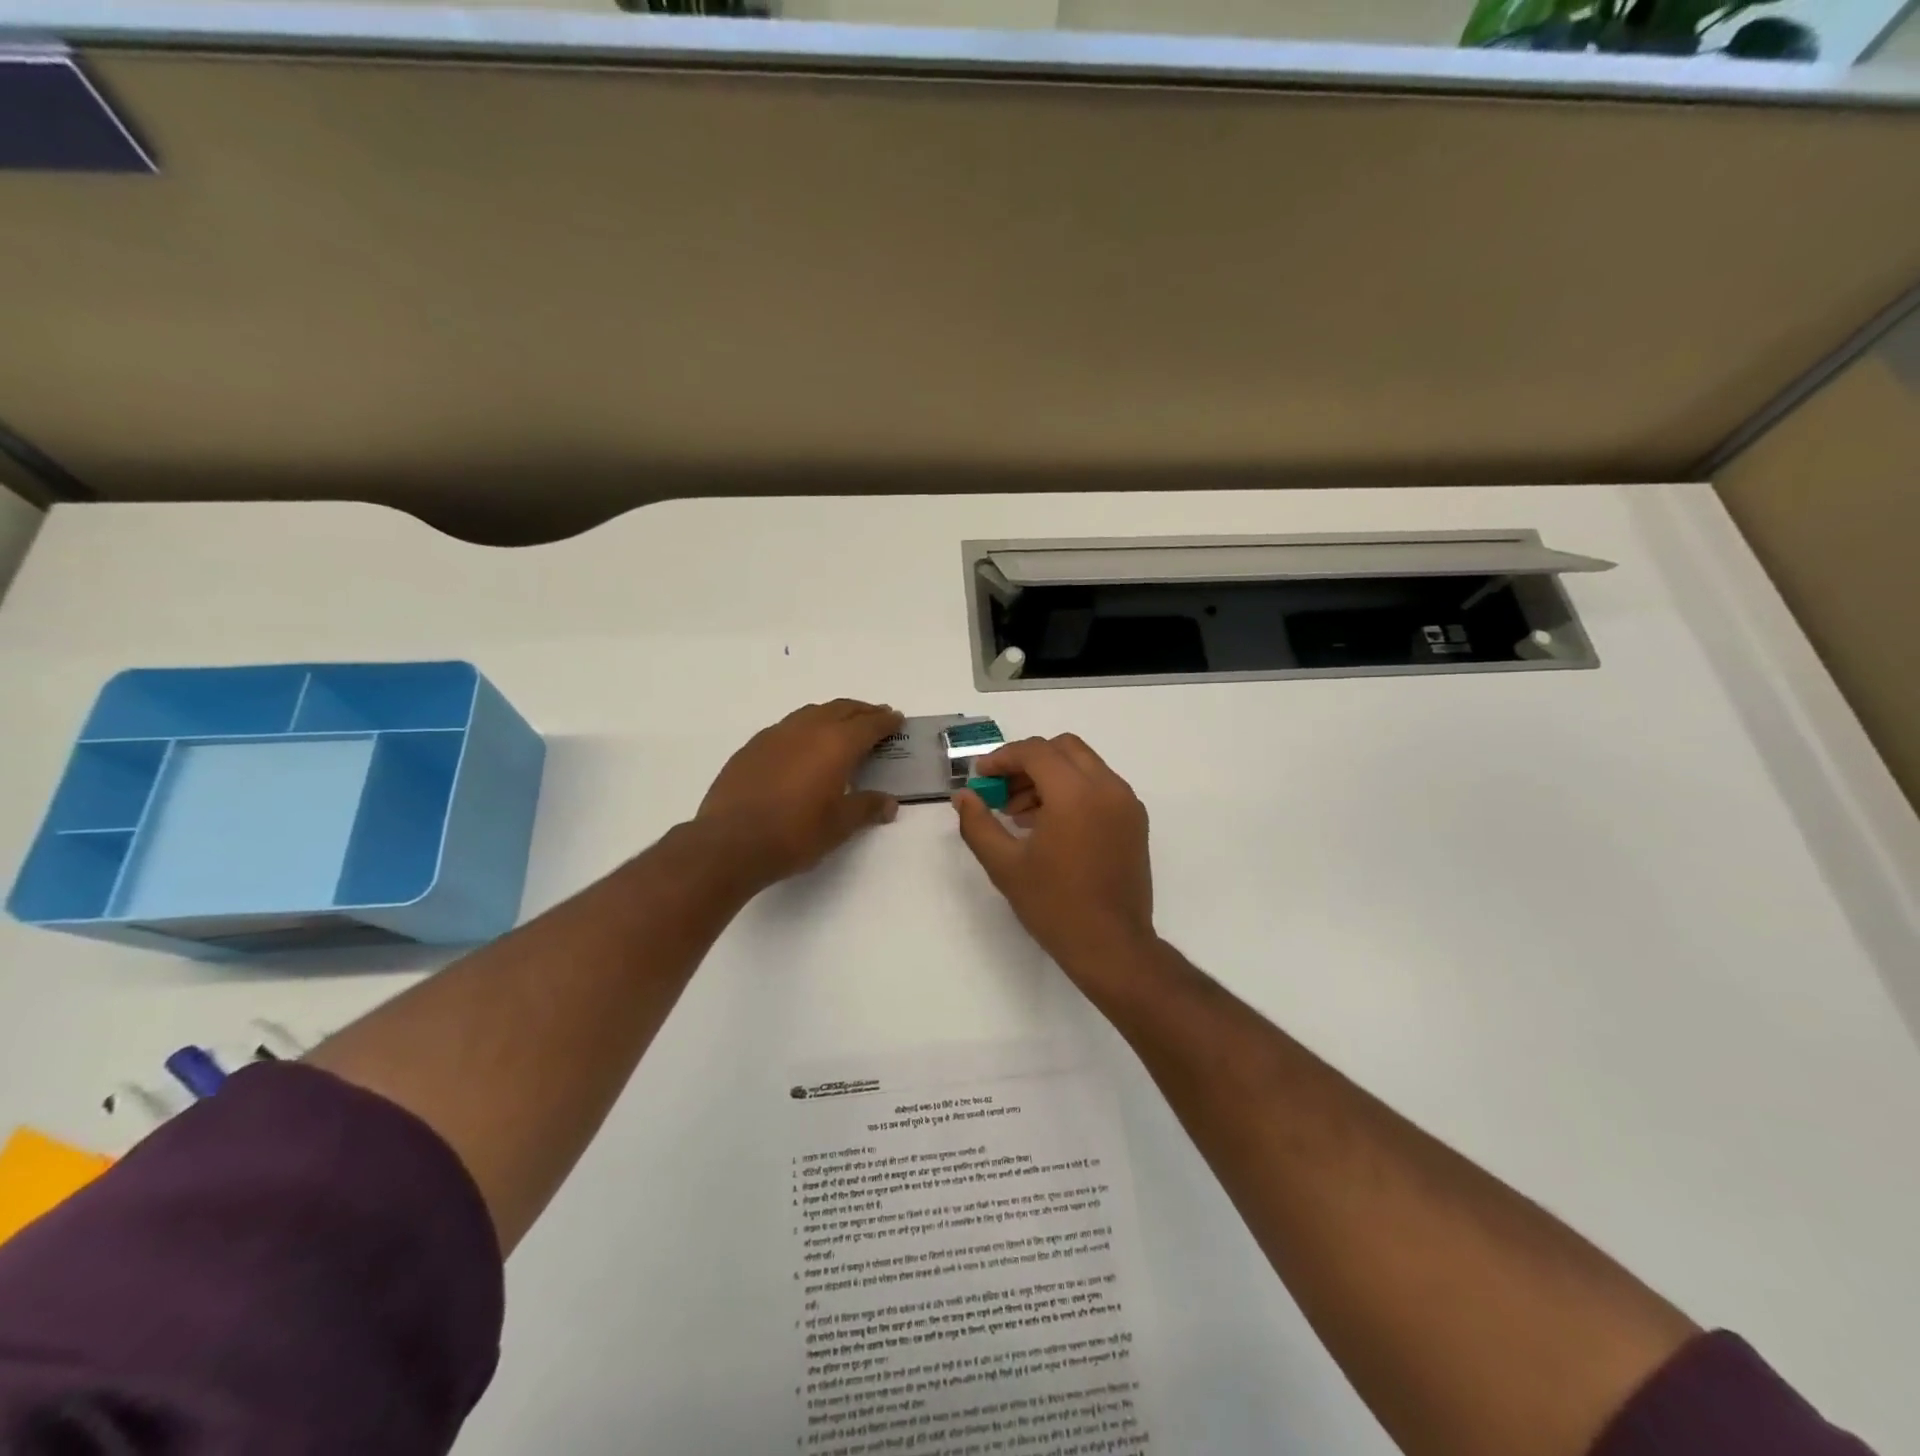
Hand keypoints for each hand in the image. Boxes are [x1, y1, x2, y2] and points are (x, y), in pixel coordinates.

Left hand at [697, 700, 903, 891]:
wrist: (730, 843)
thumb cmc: (795, 834)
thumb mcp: (840, 825)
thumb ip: (867, 807)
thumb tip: (889, 803)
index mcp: (836, 744)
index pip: (869, 724)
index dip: (886, 721)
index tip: (896, 718)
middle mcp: (807, 729)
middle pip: (841, 709)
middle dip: (862, 711)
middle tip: (876, 716)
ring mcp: (776, 735)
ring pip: (812, 712)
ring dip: (833, 715)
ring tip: (842, 727)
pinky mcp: (752, 747)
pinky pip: (788, 727)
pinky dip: (805, 728)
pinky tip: (803, 746)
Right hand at [951, 734, 1155, 979]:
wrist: (1112, 946)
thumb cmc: (1054, 905)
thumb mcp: (1004, 865)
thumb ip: (978, 823)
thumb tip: (963, 796)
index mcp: (1075, 793)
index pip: (1035, 751)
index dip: (1002, 758)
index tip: (981, 777)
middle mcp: (1107, 787)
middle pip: (1063, 748)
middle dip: (1028, 761)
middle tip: (1002, 790)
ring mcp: (1126, 803)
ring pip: (1084, 765)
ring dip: (1050, 776)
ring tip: (1021, 813)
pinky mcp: (1135, 821)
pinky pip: (1100, 787)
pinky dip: (1073, 790)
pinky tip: (1051, 825)